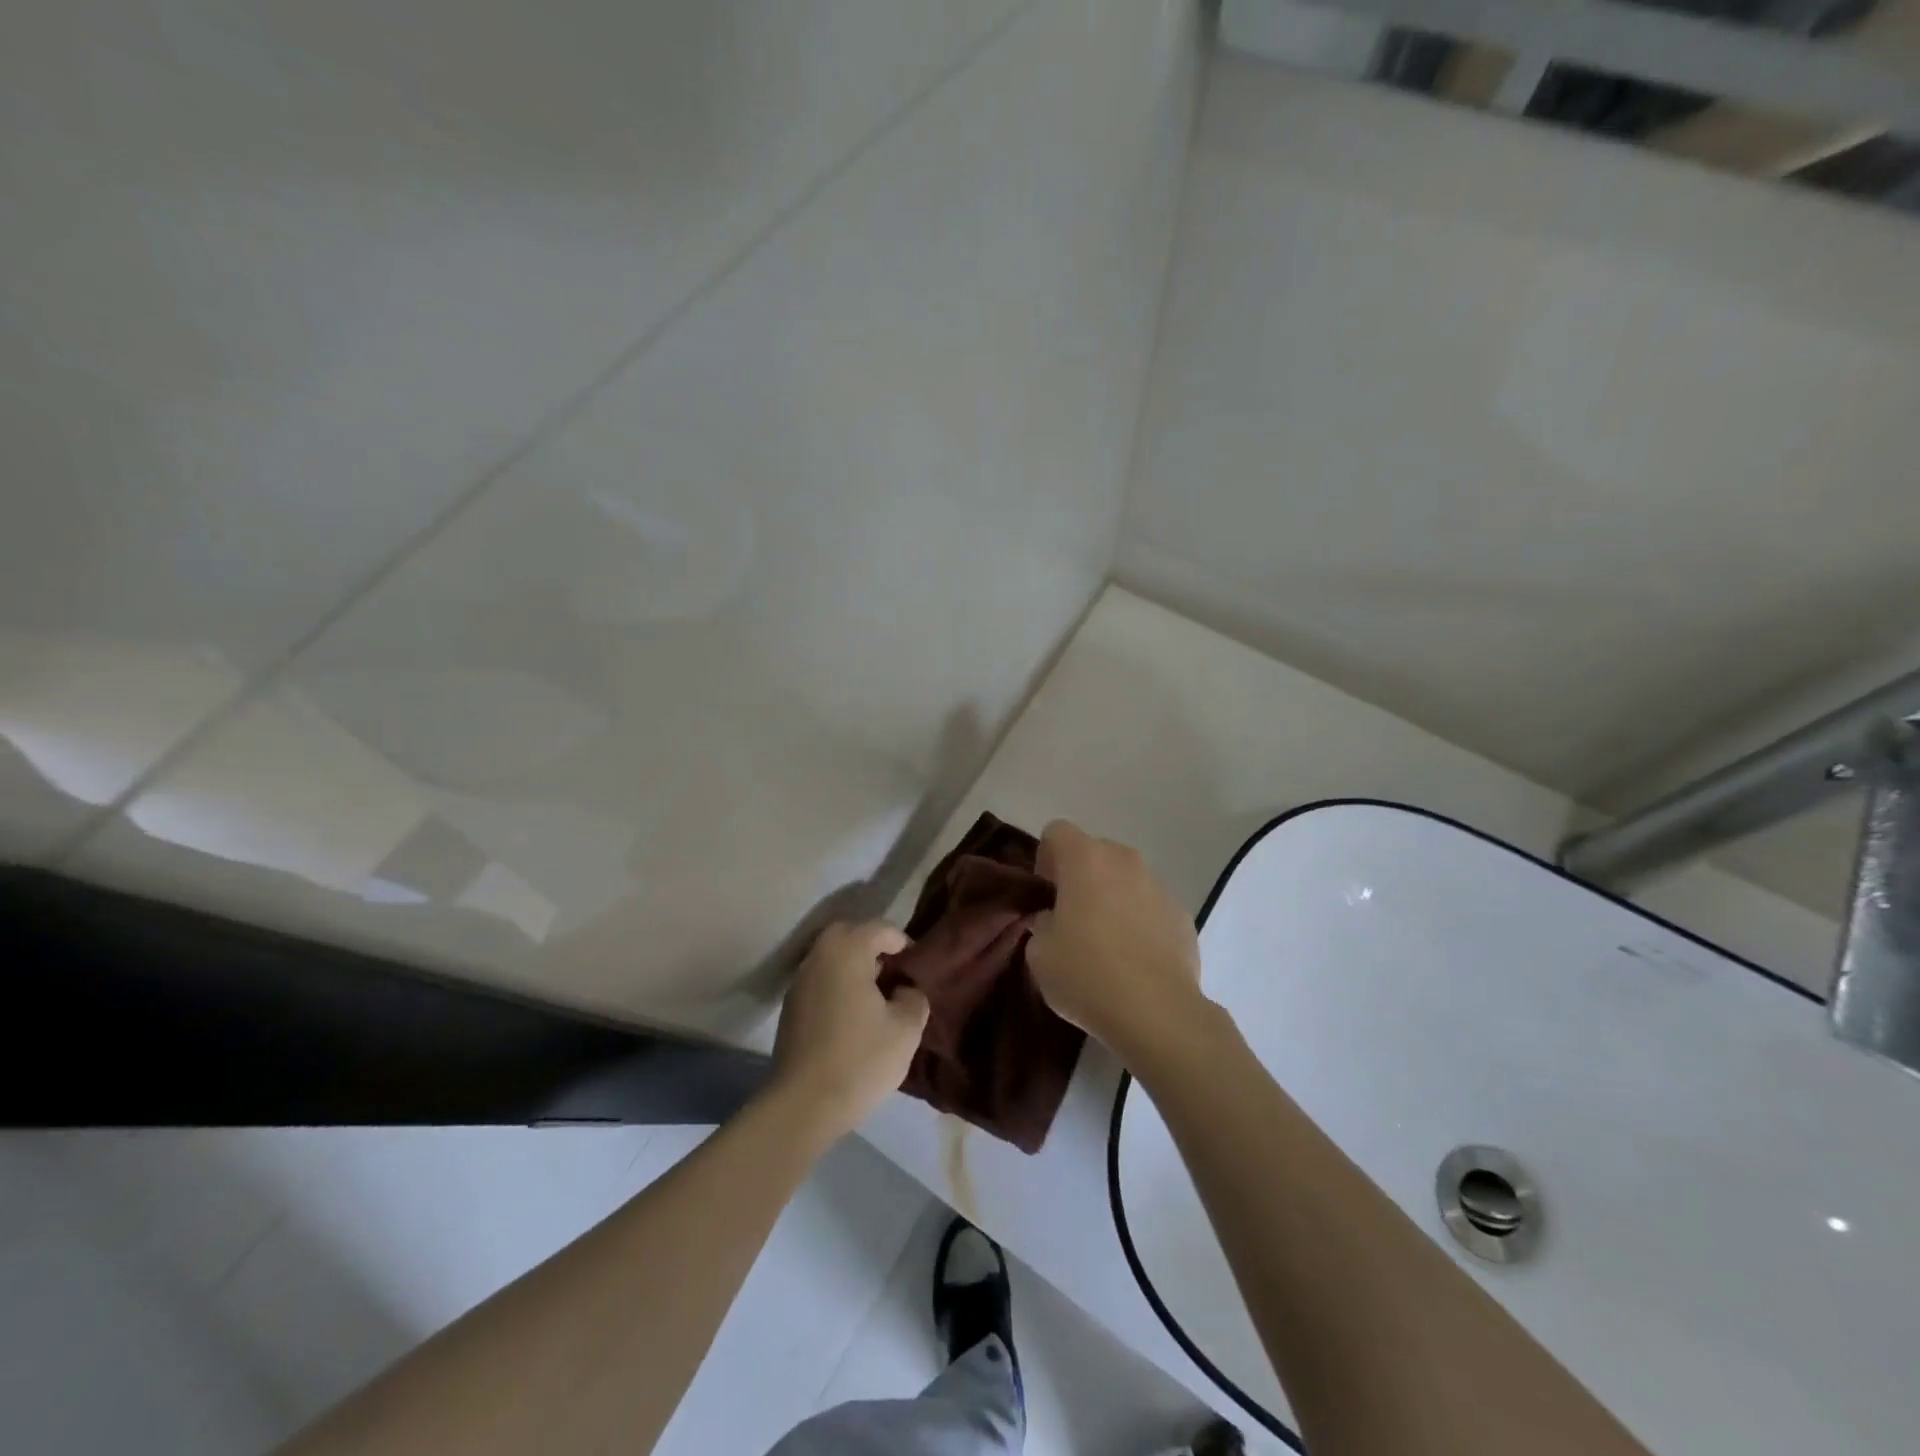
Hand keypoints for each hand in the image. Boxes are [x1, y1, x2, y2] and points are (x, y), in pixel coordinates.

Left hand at [771, 921, 930, 1140]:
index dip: (902, 941)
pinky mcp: (790, 1008)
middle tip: (892, 972)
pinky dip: (837, 985)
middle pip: (848, 934)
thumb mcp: (906, 1029)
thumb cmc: (860, 1059)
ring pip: (830, 957)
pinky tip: (852, 1016)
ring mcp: (800, 982)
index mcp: (848, 951)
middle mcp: (819, 956)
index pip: (879, 928)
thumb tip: (905, 990)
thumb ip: (914, 998)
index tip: (915, 965)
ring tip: (875, 996)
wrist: (803, 1105)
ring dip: (852, 966)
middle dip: (872, 946)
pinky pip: (820, 980)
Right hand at [1027, 821, 1207, 1066]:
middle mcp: (1125, 860)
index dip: (1046, 857)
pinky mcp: (1182, 914)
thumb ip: (1042, 924)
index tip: (1046, 893)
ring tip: (1106, 941)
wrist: (1157, 1012)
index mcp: (1085, 858)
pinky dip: (1139, 920)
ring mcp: (1159, 885)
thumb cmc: (1087, 975)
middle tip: (1070, 917)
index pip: (1057, 831)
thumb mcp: (1040, 953)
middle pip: (1095, 852)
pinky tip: (1135, 958)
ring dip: (1112, 896)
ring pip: (1126, 878)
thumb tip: (1055, 921)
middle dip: (1080, 876)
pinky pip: (1151, 905)